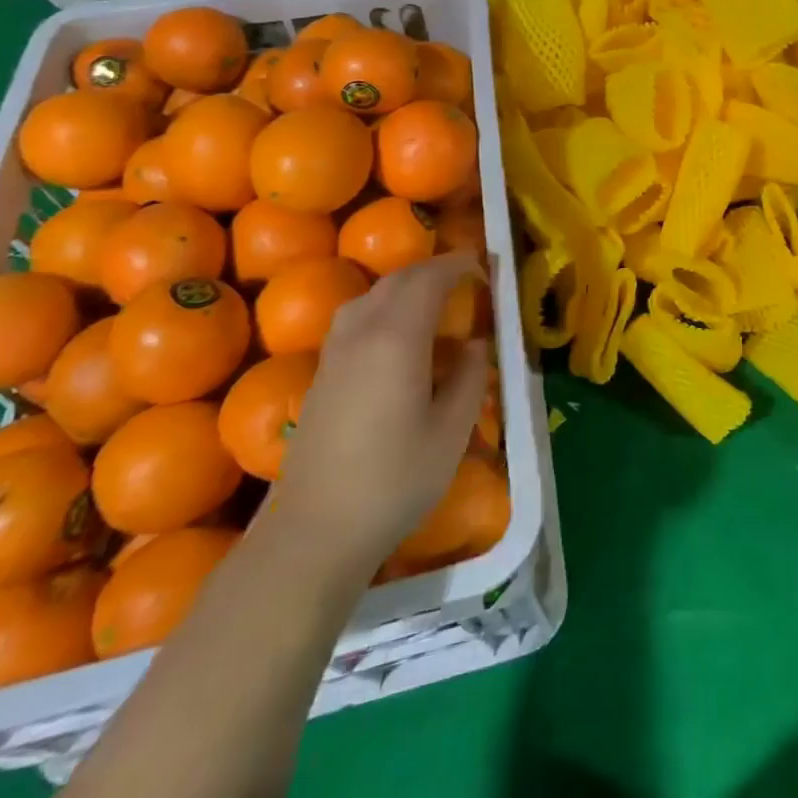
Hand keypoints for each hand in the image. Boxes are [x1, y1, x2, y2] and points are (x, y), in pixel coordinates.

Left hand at [272, 252, 489, 569]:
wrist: (313, 532)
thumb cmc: (393, 481)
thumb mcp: (451, 432)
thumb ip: (469, 377)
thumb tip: (476, 344)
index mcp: (397, 338)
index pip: (430, 279)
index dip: (459, 265)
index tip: (485, 268)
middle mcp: (362, 331)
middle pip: (398, 279)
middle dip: (434, 269)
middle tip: (467, 279)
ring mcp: (335, 352)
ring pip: (372, 295)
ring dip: (406, 286)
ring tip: (434, 301)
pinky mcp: (321, 373)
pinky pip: (355, 317)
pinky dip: (384, 306)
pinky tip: (398, 335)